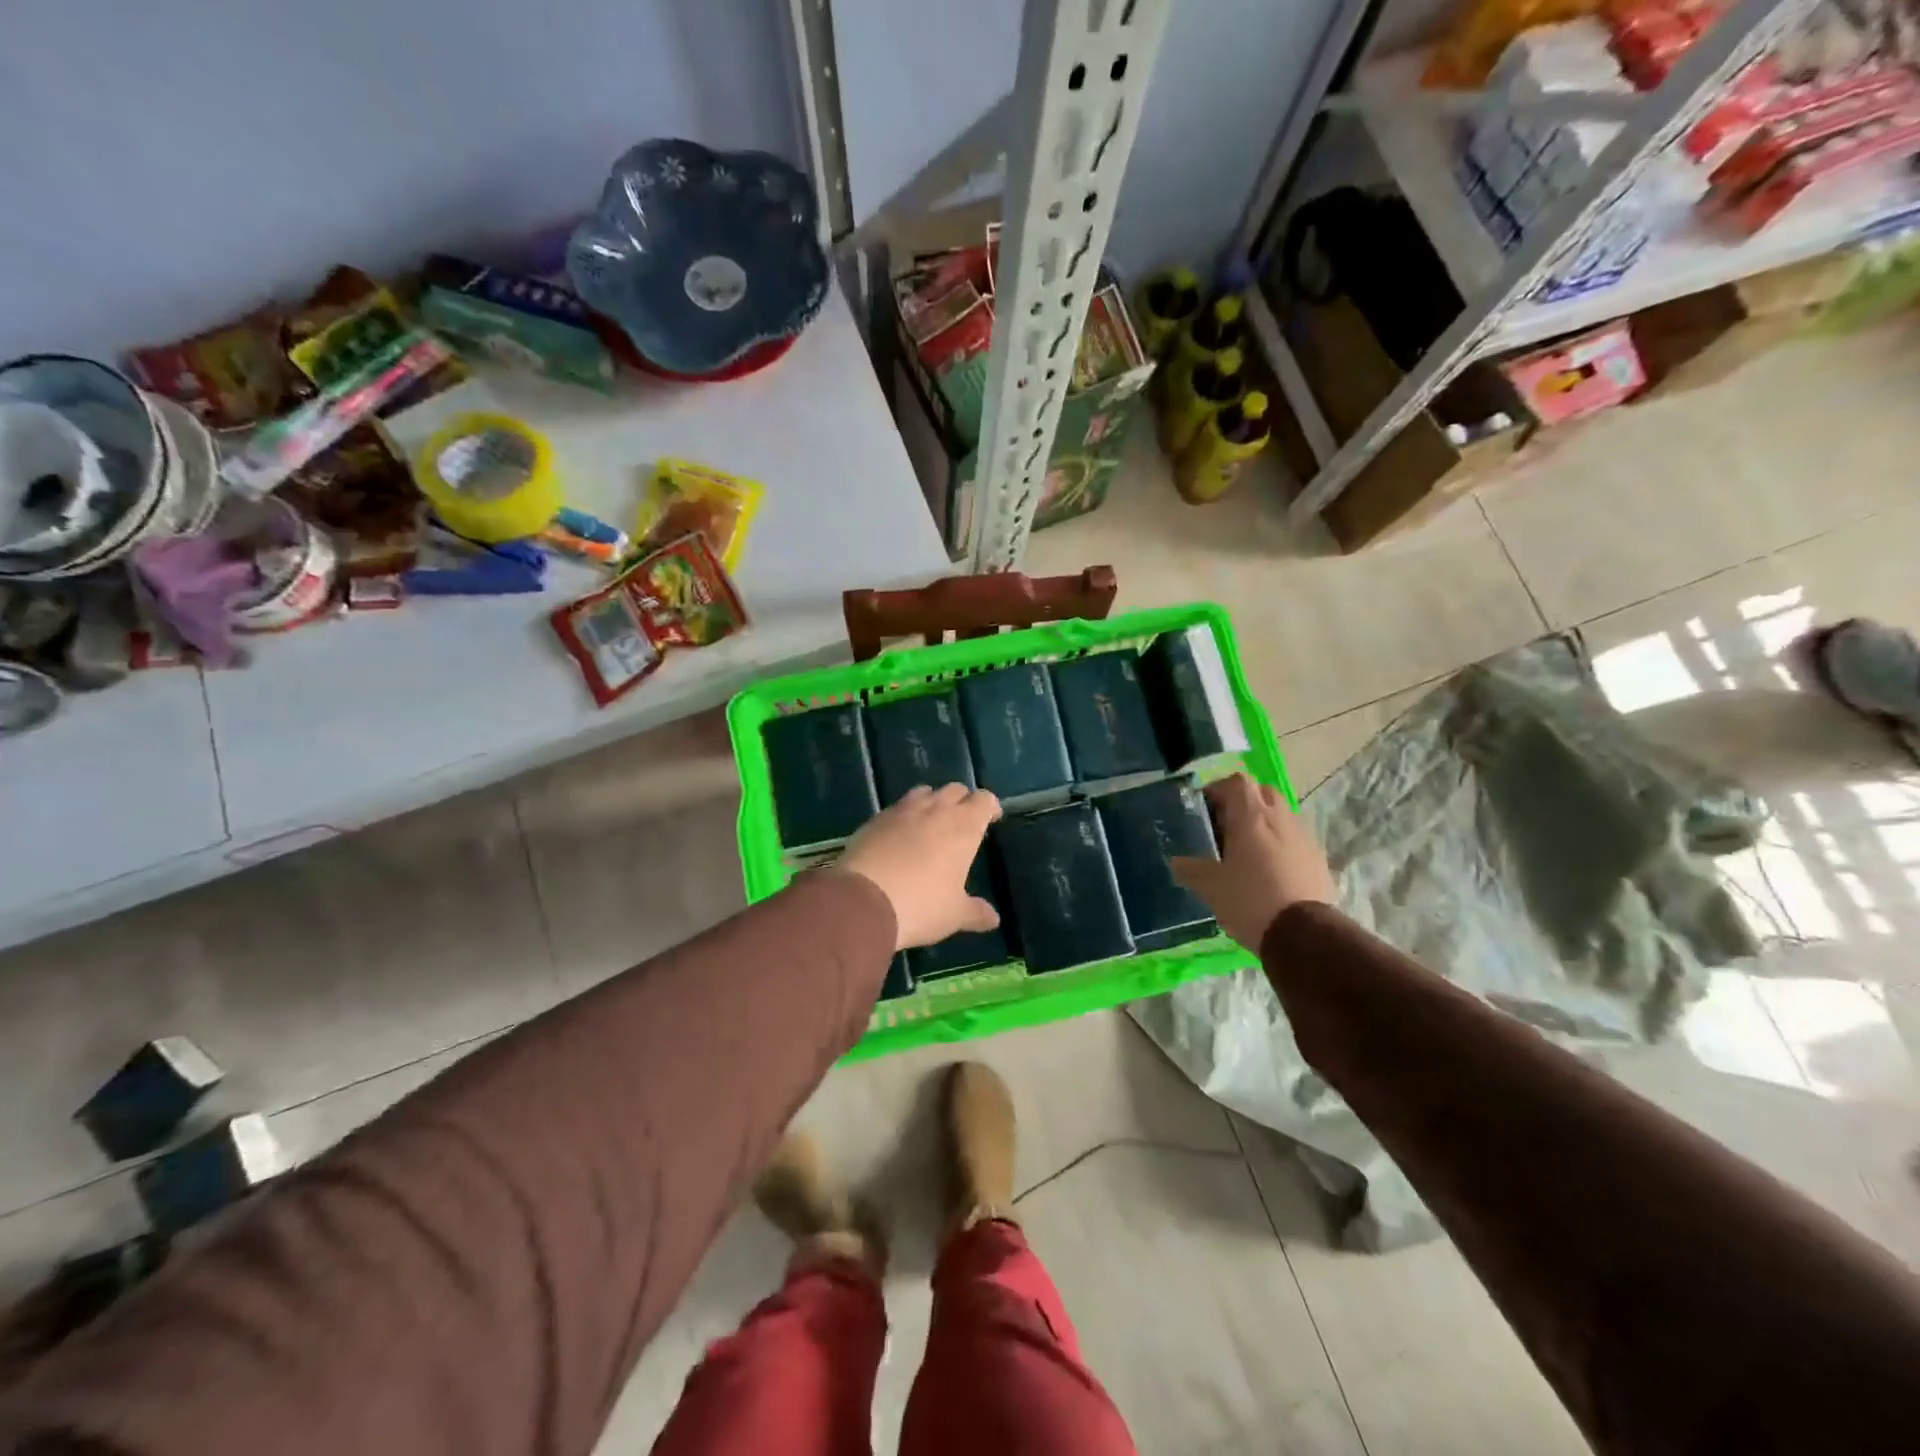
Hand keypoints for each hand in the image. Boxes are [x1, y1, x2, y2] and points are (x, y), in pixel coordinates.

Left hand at [838, 783, 1002, 950]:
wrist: (863, 901)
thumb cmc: (921, 906)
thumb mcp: (953, 915)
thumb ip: (976, 912)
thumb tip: (994, 918)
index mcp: (963, 827)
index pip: (984, 800)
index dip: (990, 806)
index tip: (991, 819)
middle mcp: (935, 810)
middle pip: (955, 790)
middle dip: (962, 801)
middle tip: (962, 822)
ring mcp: (902, 811)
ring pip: (924, 792)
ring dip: (932, 802)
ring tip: (931, 823)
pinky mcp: (875, 819)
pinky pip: (897, 807)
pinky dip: (904, 815)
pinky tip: (900, 835)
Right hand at [1170, 774, 1335, 950]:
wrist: (1303, 934)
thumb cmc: (1249, 900)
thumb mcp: (1211, 887)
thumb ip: (1190, 869)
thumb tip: (1176, 862)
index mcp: (1251, 817)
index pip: (1237, 781)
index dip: (1219, 788)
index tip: (1206, 806)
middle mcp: (1280, 819)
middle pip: (1262, 793)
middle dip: (1244, 802)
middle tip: (1226, 825)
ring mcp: (1304, 838)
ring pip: (1281, 816)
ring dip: (1264, 824)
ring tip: (1247, 851)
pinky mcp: (1319, 859)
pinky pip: (1295, 840)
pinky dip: (1281, 845)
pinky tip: (1270, 872)